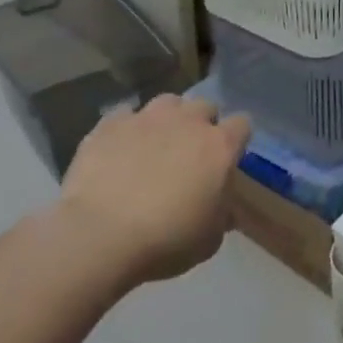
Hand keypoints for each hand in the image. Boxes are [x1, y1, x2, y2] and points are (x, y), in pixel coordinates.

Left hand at [58, 94, 251, 287]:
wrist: (101, 236)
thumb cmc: (167, 240)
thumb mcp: (209, 239)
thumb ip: (222, 214)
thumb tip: (224, 209)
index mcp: (220, 146)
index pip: (242, 125)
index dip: (236, 140)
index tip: (228, 158)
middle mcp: (188, 122)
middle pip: (205, 107)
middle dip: (202, 124)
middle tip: (190, 152)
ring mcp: (147, 118)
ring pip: (167, 102)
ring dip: (167, 119)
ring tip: (155, 143)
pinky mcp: (110, 124)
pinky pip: (124, 114)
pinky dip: (126, 128)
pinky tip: (119, 148)